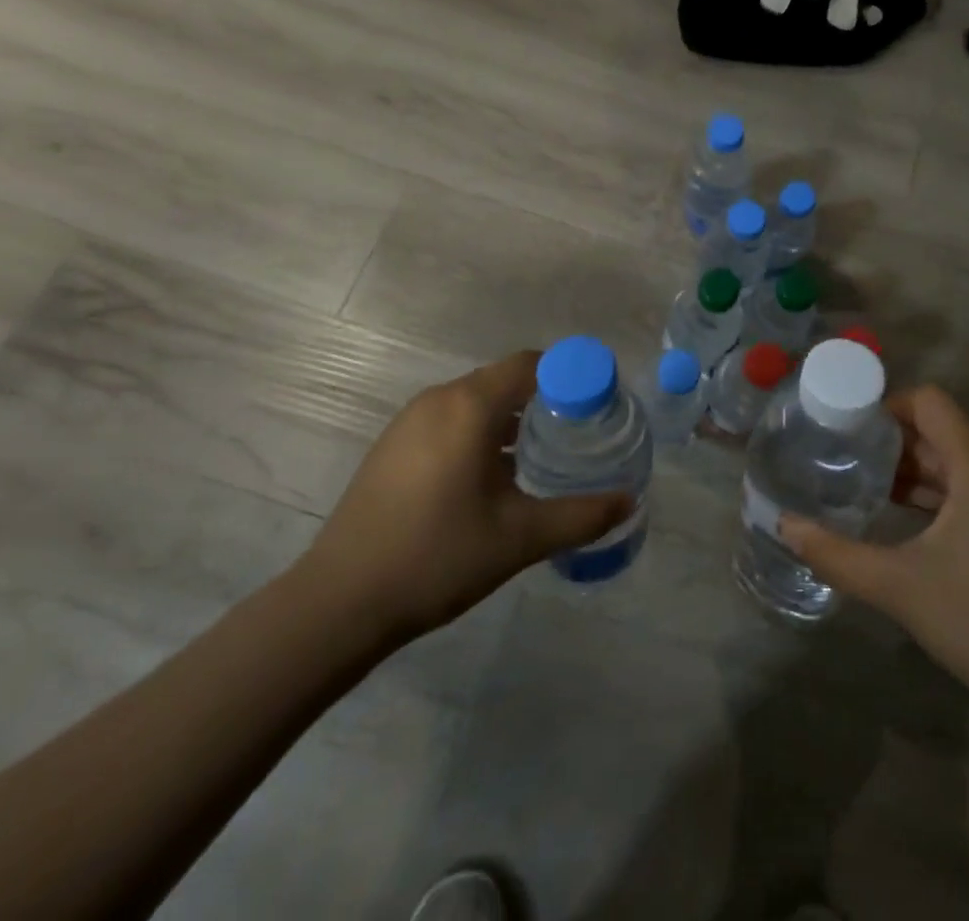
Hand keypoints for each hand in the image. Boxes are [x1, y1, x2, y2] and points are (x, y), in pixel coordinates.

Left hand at [293, 351, 630, 654]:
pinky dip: (480, 431)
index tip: (596, 407)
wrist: (338, 603)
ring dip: (512, 417)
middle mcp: (440, 399)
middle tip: (576, 435)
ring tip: (539, 457)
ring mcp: (410, 420)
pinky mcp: (393, 444)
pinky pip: (451, 418)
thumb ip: (581, 516)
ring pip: (477, 400)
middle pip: (506, 379)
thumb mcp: (520, 539)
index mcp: (471, 406)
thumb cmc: (437, 558)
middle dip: (545, 399)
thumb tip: (629, 500)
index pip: (532, 364)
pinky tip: (490, 478)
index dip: (570, 377)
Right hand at [780, 385, 968, 721]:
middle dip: (891, 442)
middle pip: (940, 433)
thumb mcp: (898, 587)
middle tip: (843, 456)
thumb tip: (784, 525)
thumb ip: (836, 553)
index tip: (849, 425)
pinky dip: (935, 494)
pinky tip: (901, 517)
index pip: (931, 403)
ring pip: (955, 463)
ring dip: (911, 470)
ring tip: (862, 484)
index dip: (887, 404)